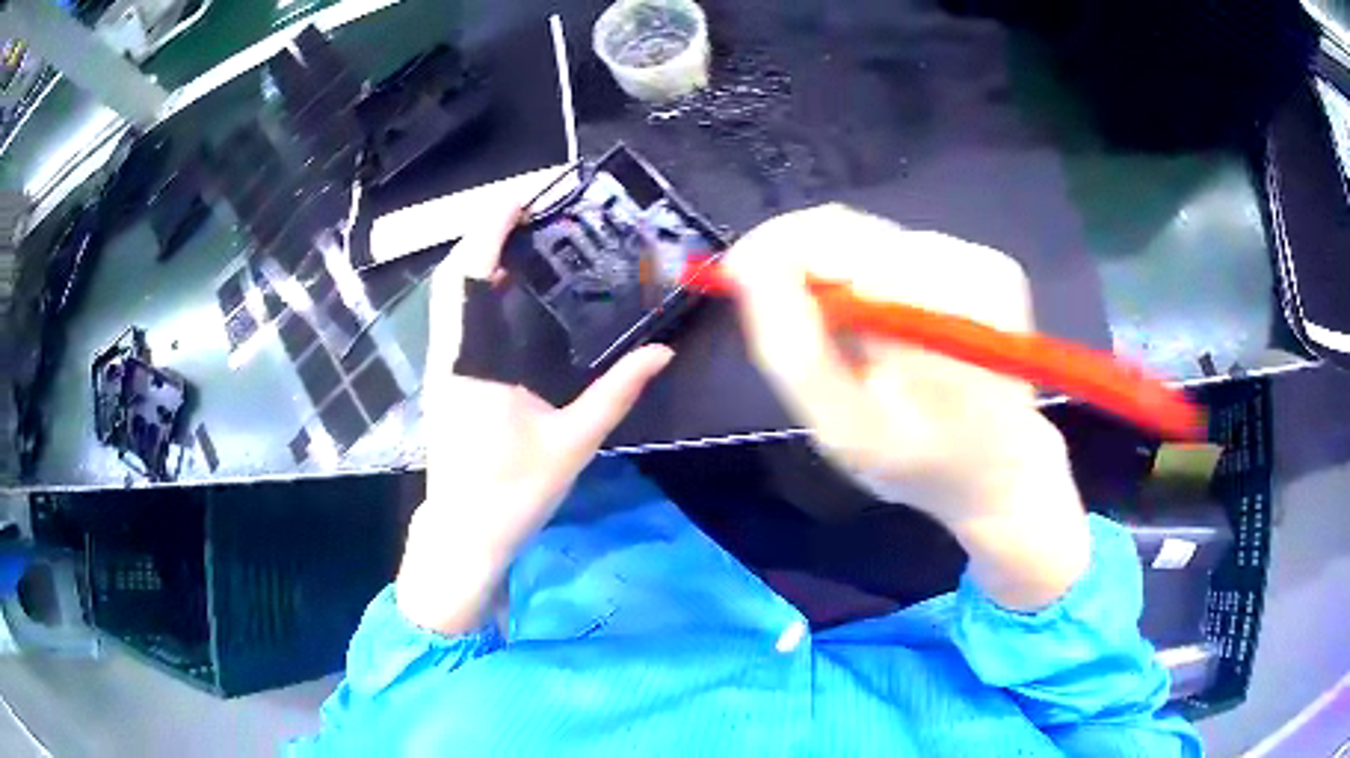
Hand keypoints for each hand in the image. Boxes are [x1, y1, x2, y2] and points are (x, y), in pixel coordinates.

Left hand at [398, 206, 673, 633]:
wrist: (465, 532)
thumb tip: (661, 353)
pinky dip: (473, 290)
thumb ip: (617, 393)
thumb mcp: (573, 442)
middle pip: (450, 276)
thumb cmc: (514, 492)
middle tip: (527, 214)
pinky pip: (452, 318)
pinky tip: (505, 291)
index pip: (471, 278)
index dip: (490, 230)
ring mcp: (439, 368)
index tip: (520, 200)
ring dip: (475, 260)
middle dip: (480, 235)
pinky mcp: (442, 381)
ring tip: (520, 240)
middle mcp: (448, 356)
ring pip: (446, 297)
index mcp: (474, 364)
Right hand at [725, 204, 1088, 609]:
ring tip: (858, 341)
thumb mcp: (842, 428)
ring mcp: (987, 264)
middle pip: (857, 233)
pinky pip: (910, 250)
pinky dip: (884, 282)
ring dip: (848, 278)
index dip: (777, 248)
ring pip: (879, 240)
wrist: (1001, 470)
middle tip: (798, 325)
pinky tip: (895, 329)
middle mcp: (969, 271)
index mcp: (935, 317)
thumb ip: (794, 349)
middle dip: (810, 269)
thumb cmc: (919, 463)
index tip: (738, 276)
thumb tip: (749, 265)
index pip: (838, 239)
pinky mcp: (993, 264)